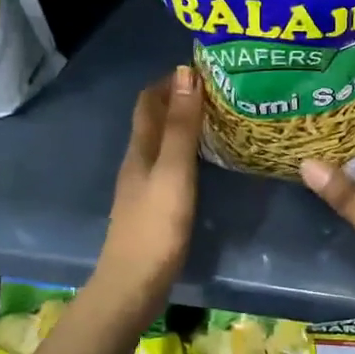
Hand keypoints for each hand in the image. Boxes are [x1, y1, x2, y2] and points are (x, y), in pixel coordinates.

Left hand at [93, 65, 202, 319]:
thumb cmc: (156, 226)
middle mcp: (138, 160)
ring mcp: (143, 185)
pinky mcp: (153, 206)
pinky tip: (206, 161)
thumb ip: (180, 126)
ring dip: (184, 125)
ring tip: (219, 119)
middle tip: (220, 91)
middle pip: (155, 119)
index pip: (149, 100)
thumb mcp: (173, 171)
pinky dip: (187, 151)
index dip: (171, 80)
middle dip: (181, 99)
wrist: (133, 284)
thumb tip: (185, 73)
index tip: (205, 69)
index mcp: (140, 148)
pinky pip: (169, 165)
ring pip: (162, 142)